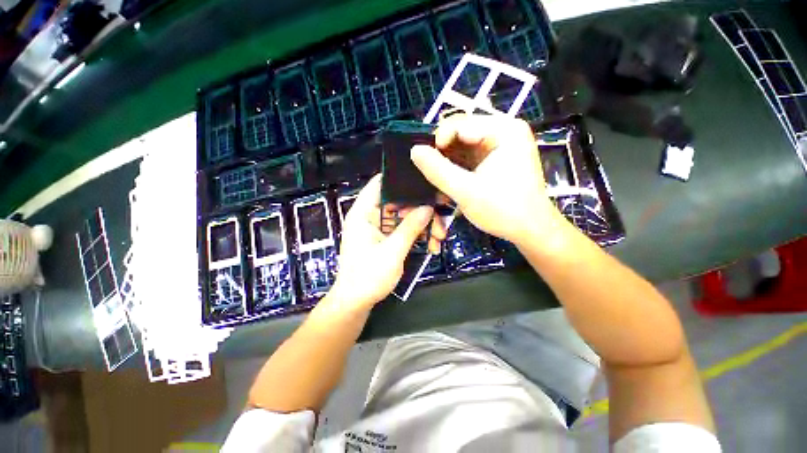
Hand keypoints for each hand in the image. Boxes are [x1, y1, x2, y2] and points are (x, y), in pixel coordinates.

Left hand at [328, 175, 434, 310]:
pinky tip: (431, 245)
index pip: (379, 184)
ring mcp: (378, 228)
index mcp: (363, 213)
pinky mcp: (385, 239)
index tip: (424, 181)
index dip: (400, 179)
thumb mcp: (392, 252)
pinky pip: (403, 230)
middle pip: (398, 202)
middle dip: (420, 209)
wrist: (356, 303)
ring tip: (439, 237)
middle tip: (440, 219)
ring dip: (422, 225)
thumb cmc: (368, 277)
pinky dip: (417, 235)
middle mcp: (370, 216)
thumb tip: (428, 208)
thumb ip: (410, 228)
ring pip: (404, 217)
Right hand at [411, 114, 562, 247]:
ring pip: (462, 146)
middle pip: (461, 133)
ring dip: (448, 163)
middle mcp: (504, 130)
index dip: (438, 142)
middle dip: (443, 154)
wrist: (530, 230)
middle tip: (430, 174)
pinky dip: (456, 168)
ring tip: (438, 180)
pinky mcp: (496, 158)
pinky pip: (469, 157)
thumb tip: (414, 150)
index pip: (459, 124)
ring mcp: (501, 144)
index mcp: (503, 129)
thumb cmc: (503, 210)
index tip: (426, 164)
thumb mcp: (465, 191)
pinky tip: (449, 181)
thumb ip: (438, 170)